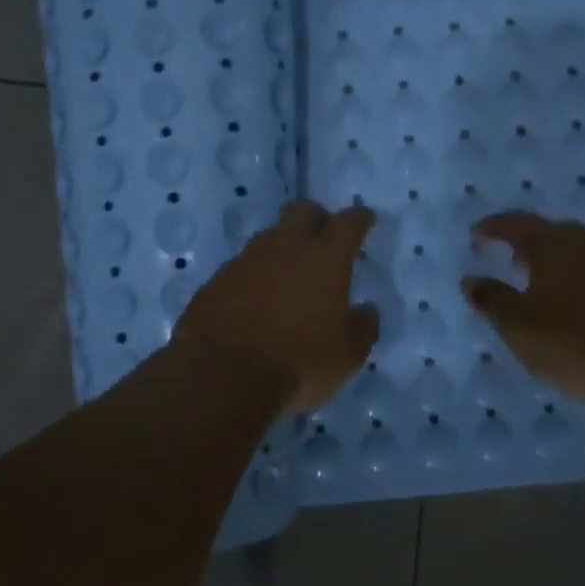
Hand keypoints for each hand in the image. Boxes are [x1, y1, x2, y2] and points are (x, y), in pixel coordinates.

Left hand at [176, 201, 379, 415]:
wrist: (222, 374)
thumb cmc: (299, 362)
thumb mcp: (348, 355)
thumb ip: (363, 326)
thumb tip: (366, 310)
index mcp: (326, 258)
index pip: (348, 223)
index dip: (359, 218)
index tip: (365, 218)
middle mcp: (286, 247)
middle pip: (302, 211)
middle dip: (317, 217)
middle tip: (324, 236)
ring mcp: (247, 260)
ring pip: (270, 235)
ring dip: (284, 244)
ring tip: (290, 269)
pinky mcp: (218, 279)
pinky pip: (243, 264)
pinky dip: (256, 273)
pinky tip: (257, 295)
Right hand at [461, 212, 584, 416]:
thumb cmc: (580, 344)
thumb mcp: (521, 328)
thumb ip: (492, 300)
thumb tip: (471, 280)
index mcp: (554, 243)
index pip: (515, 224)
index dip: (493, 228)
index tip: (477, 235)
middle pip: (550, 234)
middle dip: (527, 246)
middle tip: (509, 261)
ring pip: (578, 253)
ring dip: (556, 265)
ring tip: (542, 287)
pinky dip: (581, 282)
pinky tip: (580, 307)